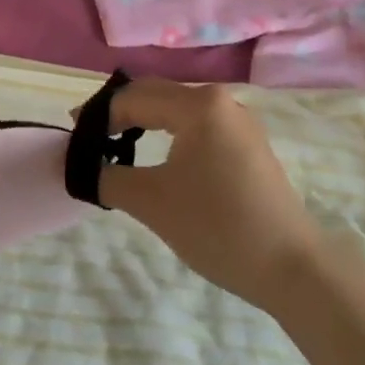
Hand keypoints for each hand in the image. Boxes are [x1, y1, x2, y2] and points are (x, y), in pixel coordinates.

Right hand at [98, 80, 328, 315]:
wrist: (293, 269)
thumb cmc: (218, 227)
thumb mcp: (151, 201)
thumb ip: (106, 176)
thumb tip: (79, 166)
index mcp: (198, 104)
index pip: (132, 98)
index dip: (97, 116)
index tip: (71, 138)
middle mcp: (221, 101)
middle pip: (156, 96)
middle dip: (118, 115)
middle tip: (88, 141)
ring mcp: (240, 123)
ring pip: (177, 111)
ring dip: (144, 124)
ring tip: (116, 148)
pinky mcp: (249, 146)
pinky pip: (197, 128)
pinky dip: (169, 136)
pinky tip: (157, 160)